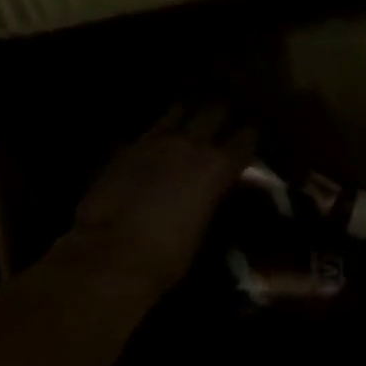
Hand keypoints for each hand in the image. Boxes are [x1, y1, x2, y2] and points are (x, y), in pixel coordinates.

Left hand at [70, 105, 255, 290]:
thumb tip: (223, 188)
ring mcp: (153, 141)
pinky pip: (149, 130)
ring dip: (189, 115)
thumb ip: (218, 197)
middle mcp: (189, 144)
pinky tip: (159, 147)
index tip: (254, 141)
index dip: (252, 137)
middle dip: (223, 115)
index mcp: (218, 166)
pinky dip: (159, 133)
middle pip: (214, 110)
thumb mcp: (207, 228)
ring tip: (193, 125)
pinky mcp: (124, 148)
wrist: (111, 255)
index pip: (247, 136)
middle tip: (226, 124)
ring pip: (179, 110)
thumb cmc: (169, 255)